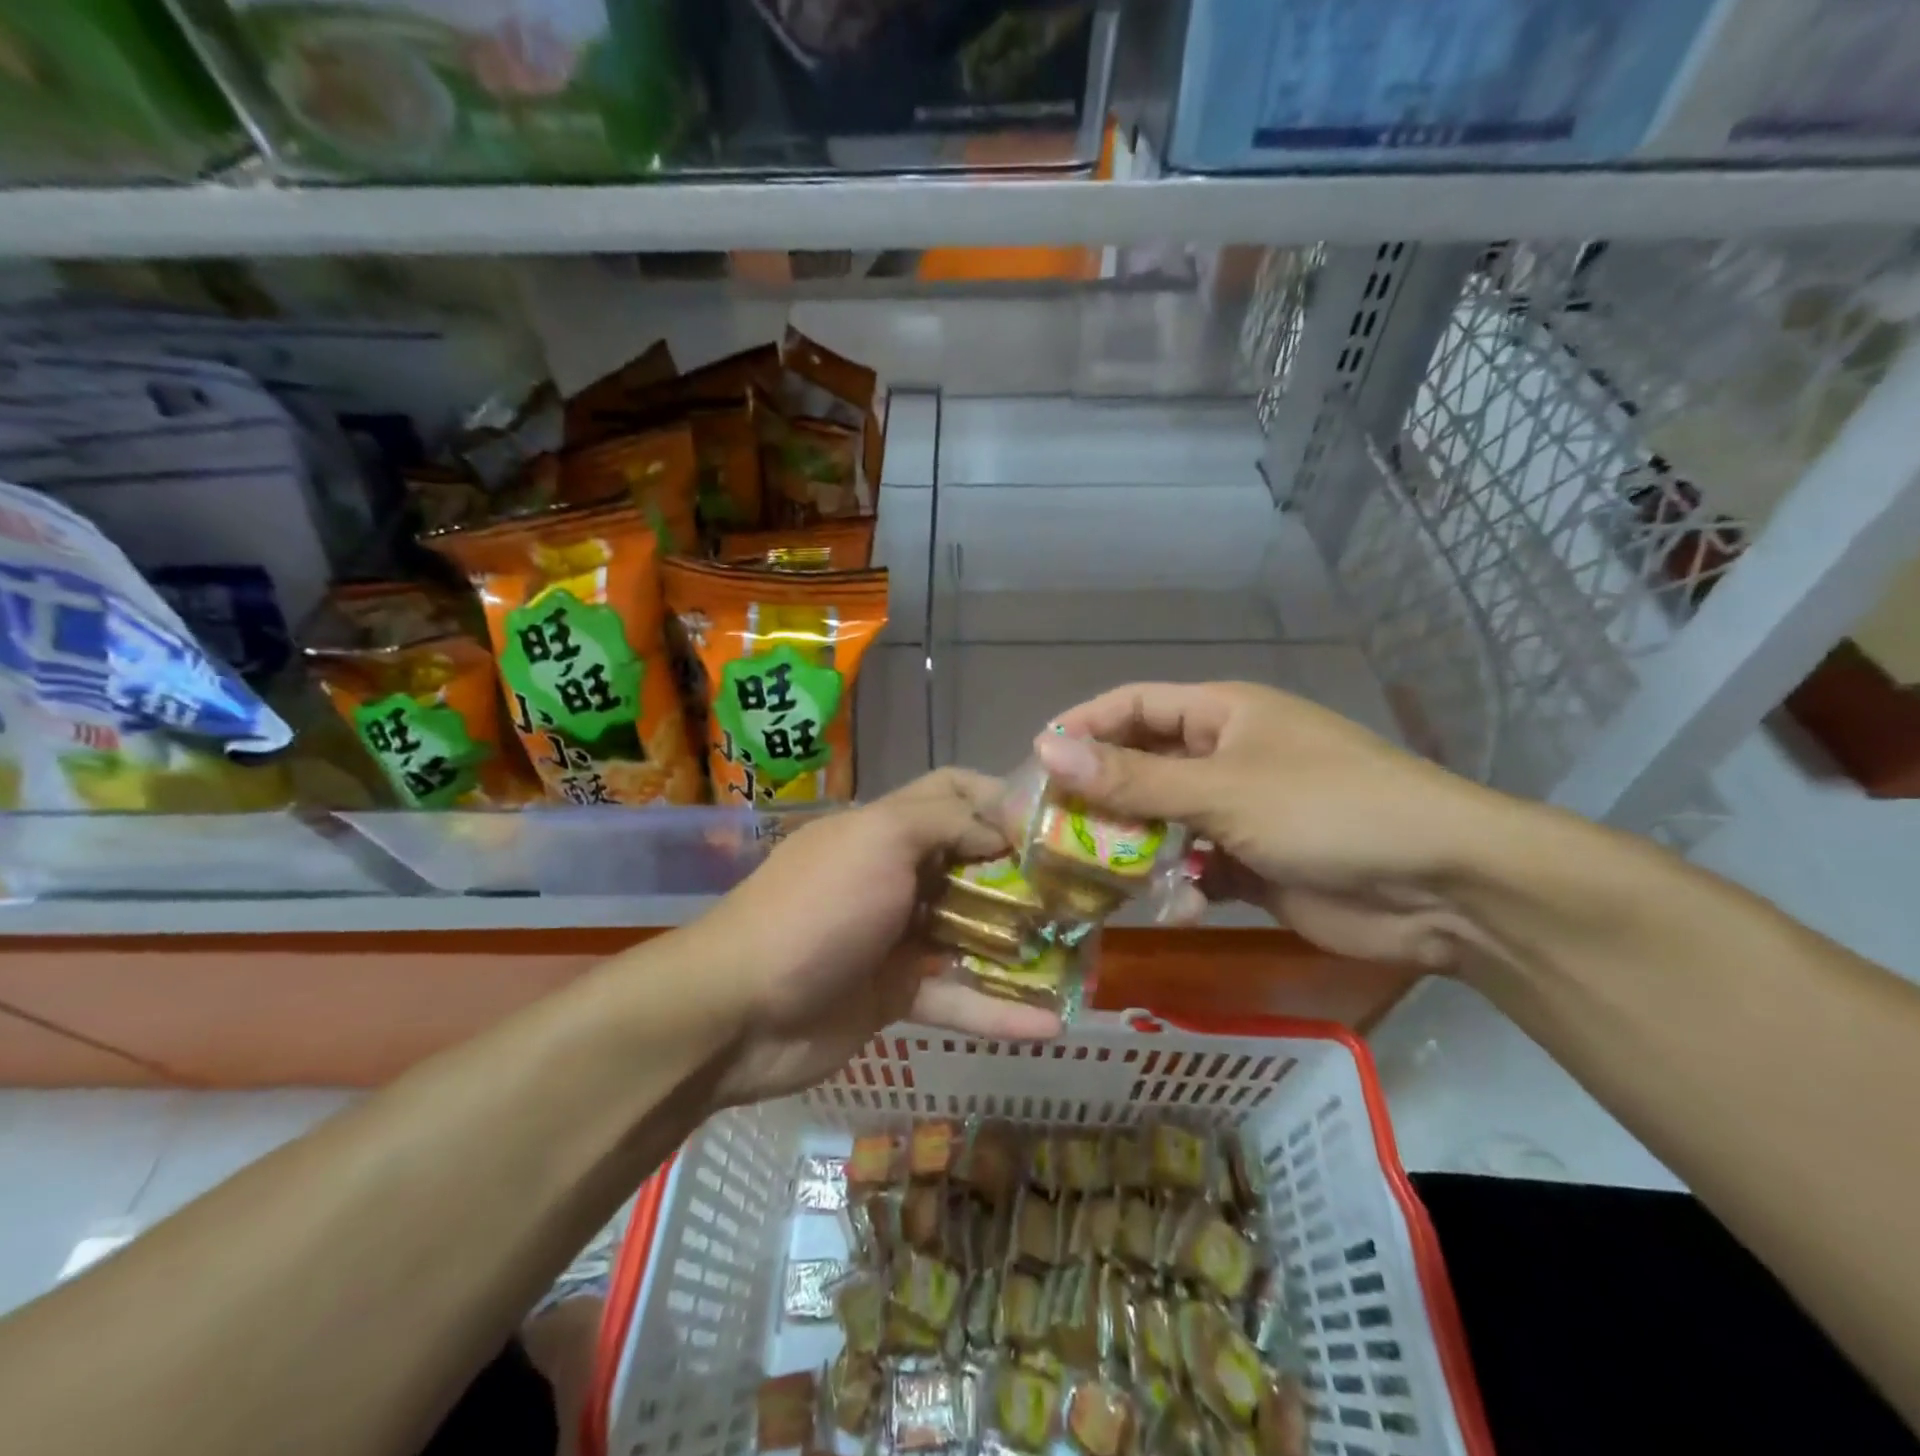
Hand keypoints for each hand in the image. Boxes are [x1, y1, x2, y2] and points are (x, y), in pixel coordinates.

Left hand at [696, 769, 1063, 1106]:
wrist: (736, 1012)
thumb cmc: (816, 909)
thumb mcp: (879, 842)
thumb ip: (944, 822)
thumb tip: (1001, 827)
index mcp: (887, 828)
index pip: (952, 792)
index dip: (998, 797)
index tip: (1050, 821)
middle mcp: (896, 875)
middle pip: (972, 864)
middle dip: (1025, 876)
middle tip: (1083, 892)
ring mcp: (896, 936)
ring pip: (972, 933)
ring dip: (1022, 944)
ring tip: (1082, 955)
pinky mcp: (895, 994)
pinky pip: (956, 997)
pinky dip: (997, 1010)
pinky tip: (1050, 1025)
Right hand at [1038, 682, 1520, 970]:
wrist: (1442, 886)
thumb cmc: (1326, 809)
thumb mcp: (1221, 789)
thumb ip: (1131, 778)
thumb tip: (1044, 750)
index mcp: (1222, 715)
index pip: (1133, 706)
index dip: (1083, 728)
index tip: (1034, 764)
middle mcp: (1226, 756)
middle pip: (1142, 770)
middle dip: (1100, 801)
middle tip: (1049, 834)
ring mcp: (1240, 813)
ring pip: (1163, 825)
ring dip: (1136, 852)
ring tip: (1098, 881)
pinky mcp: (1254, 865)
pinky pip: (1197, 871)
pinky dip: (1181, 889)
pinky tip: (1174, 911)